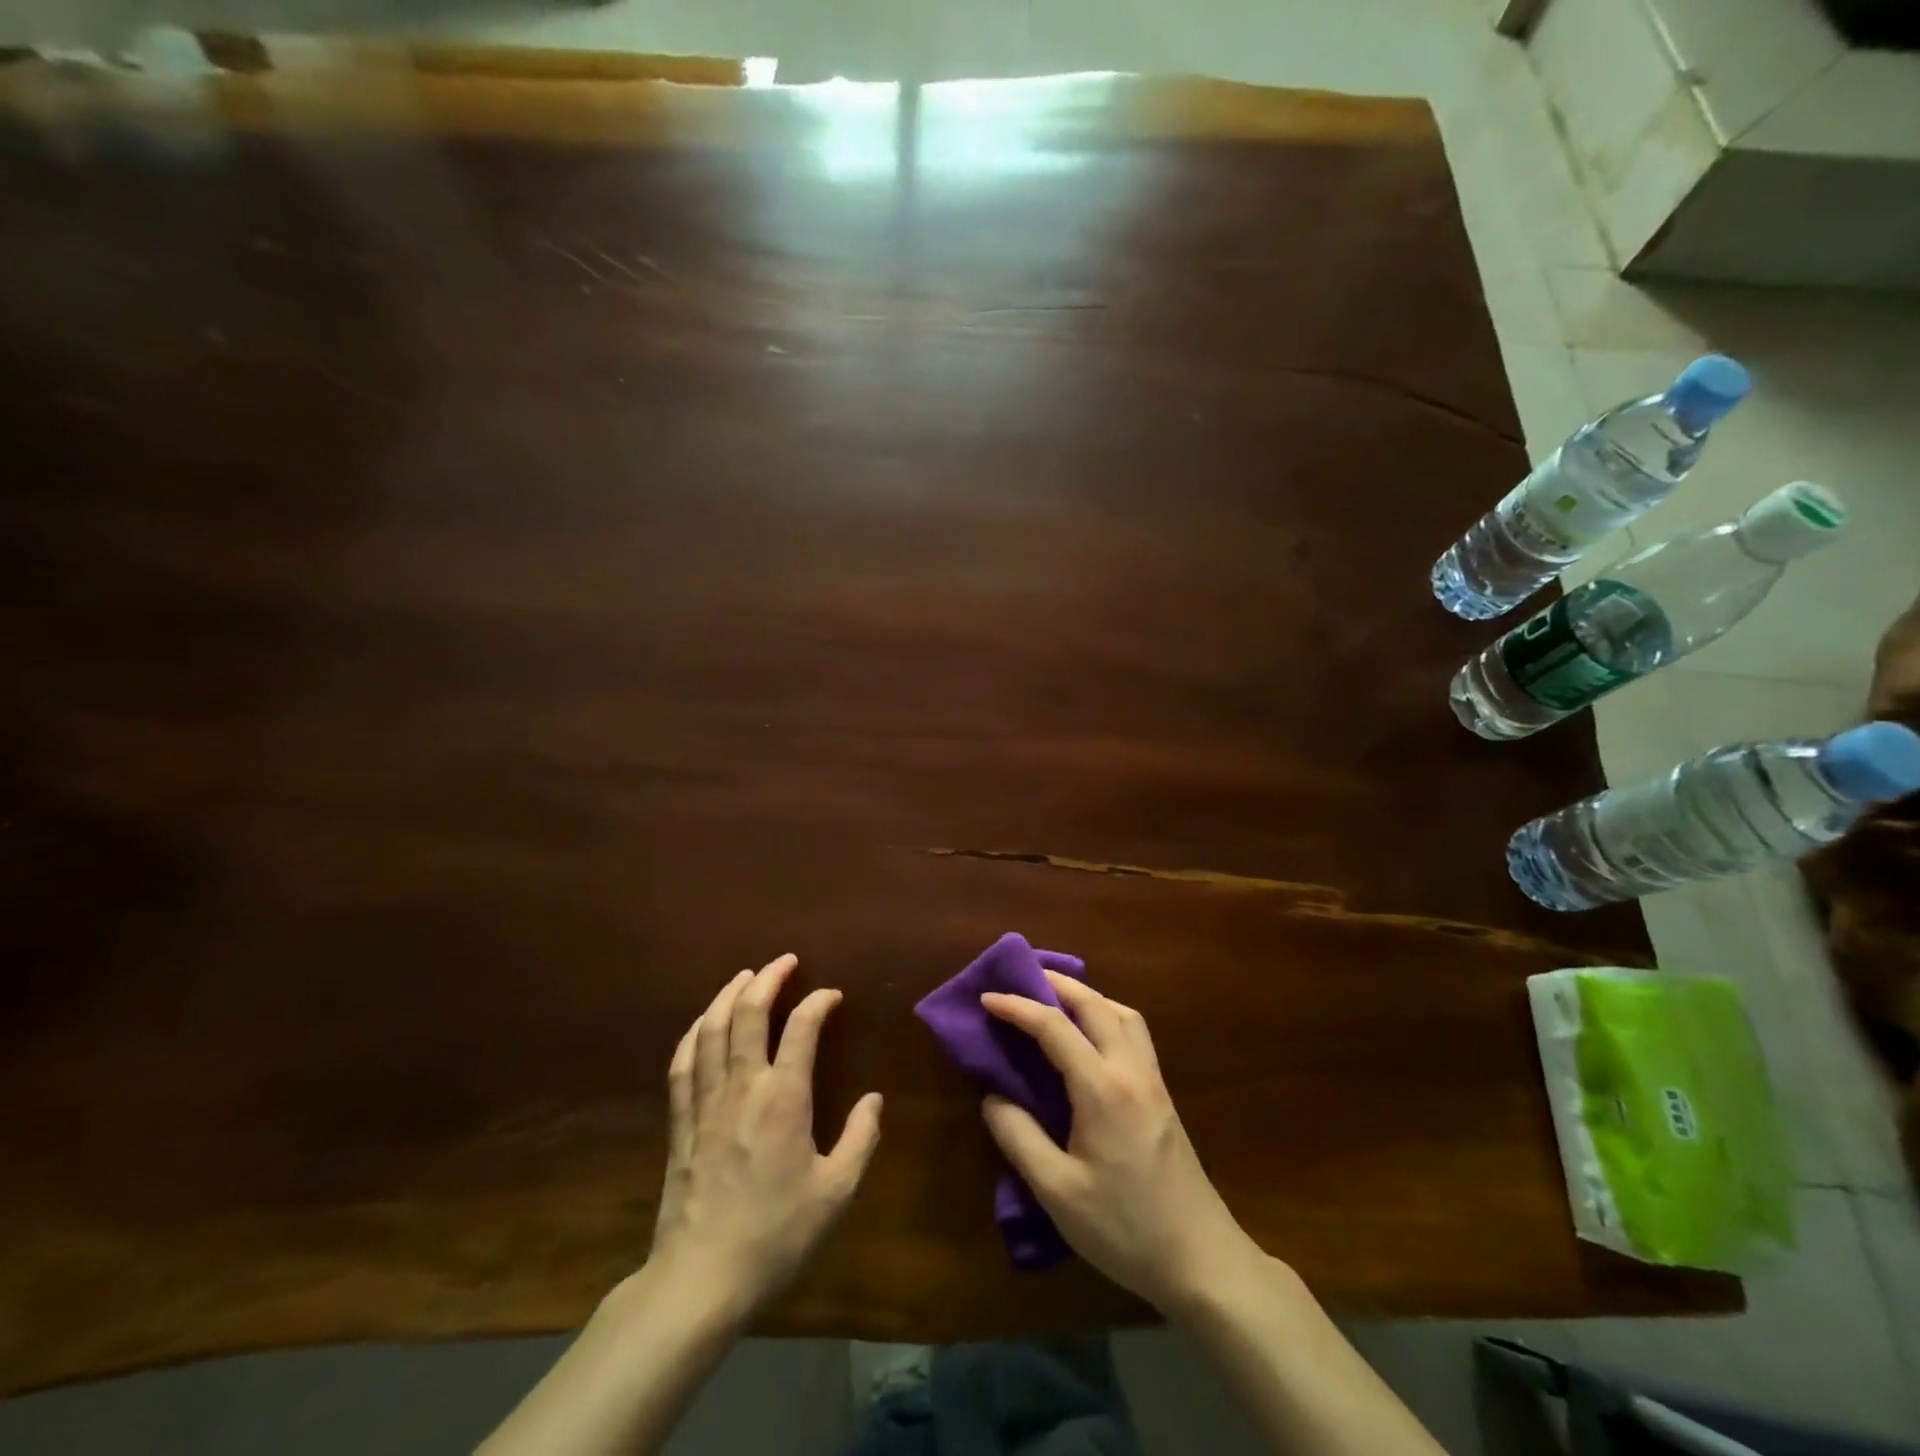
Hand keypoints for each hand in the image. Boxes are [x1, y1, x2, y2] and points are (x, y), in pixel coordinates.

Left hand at [649, 954, 881, 1320]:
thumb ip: (860, 1139)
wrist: (700, 1280)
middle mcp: (742, 1087)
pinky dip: (694, 1033)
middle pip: (748, 1013)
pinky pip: (683, 1063)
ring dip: (728, 995)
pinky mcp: (680, 1123)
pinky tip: (702, 1023)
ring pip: (711, 1029)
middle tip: (785, 961)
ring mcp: (705, 1102)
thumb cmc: (775, 1235)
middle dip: (768, 979)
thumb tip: (873, 1100)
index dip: (818, 1003)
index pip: (801, 1028)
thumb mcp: (836, 1192)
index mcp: (784, 1098)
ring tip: (745, 976)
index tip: (832, 996)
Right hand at [981, 973, 1262, 1312]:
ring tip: (1057, 999)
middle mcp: (1131, 1070)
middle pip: (1095, 1004)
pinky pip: (1134, 1033)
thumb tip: (993, 1096)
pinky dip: (1107, 1015)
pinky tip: (1093, 1036)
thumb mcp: (1057, 1192)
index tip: (986, 997)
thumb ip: (1019, 1137)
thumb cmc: (1125, 1229)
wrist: (1202, 1260)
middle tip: (1022, 977)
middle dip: (1056, 983)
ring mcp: (1153, 1080)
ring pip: (1122, 1013)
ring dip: (1088, 995)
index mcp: (1102, 1088)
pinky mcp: (1163, 1095)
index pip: (1054, 1027)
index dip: (1017, 1006)